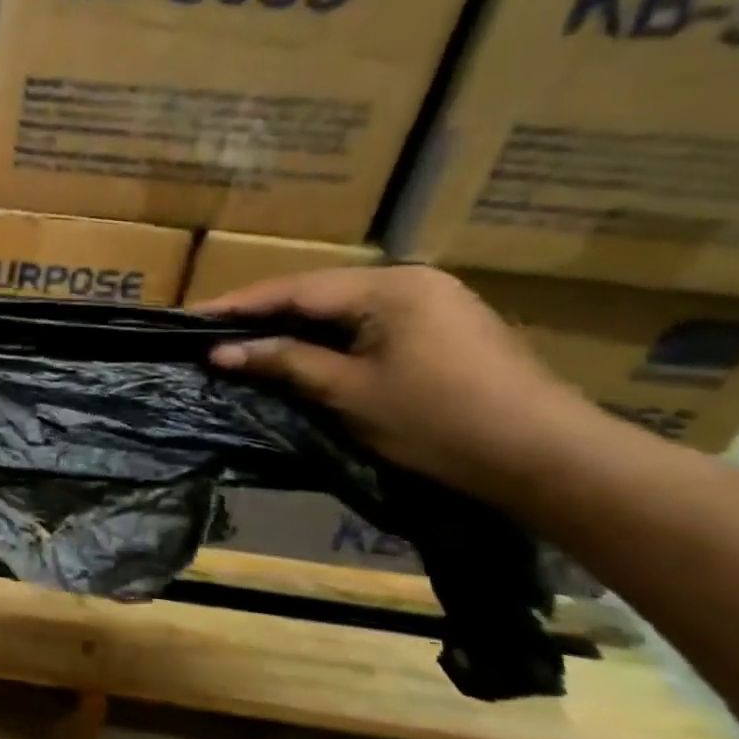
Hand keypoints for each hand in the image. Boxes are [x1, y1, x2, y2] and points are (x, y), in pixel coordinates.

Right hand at [197, 265, 599, 501]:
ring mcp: (433, 300)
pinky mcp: (444, 325)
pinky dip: (329, 334)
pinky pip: (368, 320)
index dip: (238, 304)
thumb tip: (220, 352)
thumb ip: (284, 362)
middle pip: (318, 291)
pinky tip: (302, 348)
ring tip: (246, 338)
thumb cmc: (440, 422)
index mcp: (390, 287)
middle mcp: (411, 280)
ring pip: (342, 306)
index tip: (190, 315)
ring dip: (295, 323)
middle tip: (212, 328)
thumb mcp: (349, 393)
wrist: (549, 458)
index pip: (295, 289)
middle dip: (263, 312)